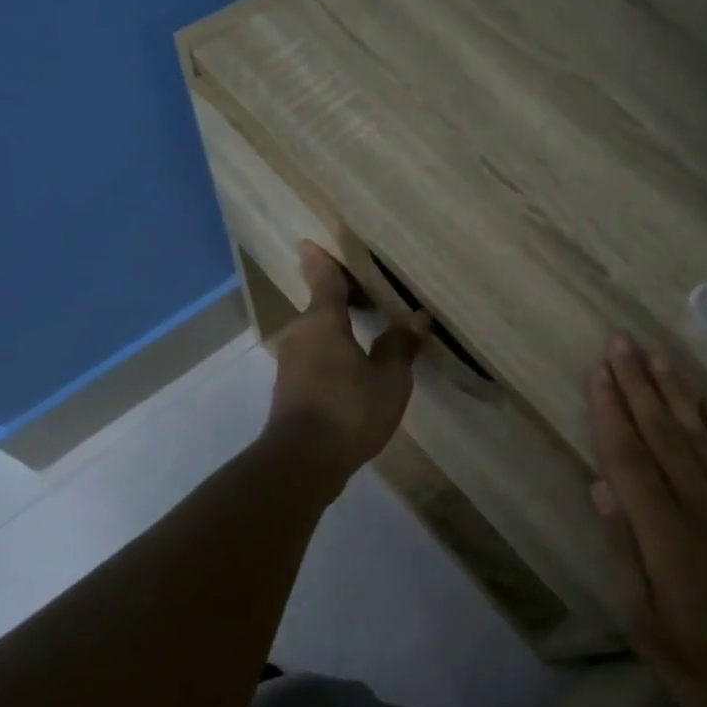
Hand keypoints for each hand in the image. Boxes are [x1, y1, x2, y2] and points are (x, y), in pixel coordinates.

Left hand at [265, 242, 429, 482]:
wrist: (303, 462)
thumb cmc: (349, 409)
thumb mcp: (389, 378)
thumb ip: (400, 345)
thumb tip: (416, 317)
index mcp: (322, 322)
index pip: (324, 281)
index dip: (321, 262)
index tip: (308, 244)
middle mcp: (300, 336)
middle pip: (319, 309)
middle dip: (336, 300)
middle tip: (361, 293)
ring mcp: (291, 365)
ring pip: (315, 336)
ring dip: (335, 331)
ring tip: (362, 332)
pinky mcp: (290, 391)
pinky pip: (314, 360)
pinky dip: (331, 355)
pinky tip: (351, 370)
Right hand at [588, 334, 706, 706]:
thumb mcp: (648, 624)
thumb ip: (626, 552)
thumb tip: (602, 489)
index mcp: (666, 534)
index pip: (629, 459)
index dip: (611, 414)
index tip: (598, 375)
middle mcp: (703, 505)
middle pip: (663, 434)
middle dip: (638, 386)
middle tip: (621, 343)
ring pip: (703, 434)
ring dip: (676, 392)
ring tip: (656, 355)